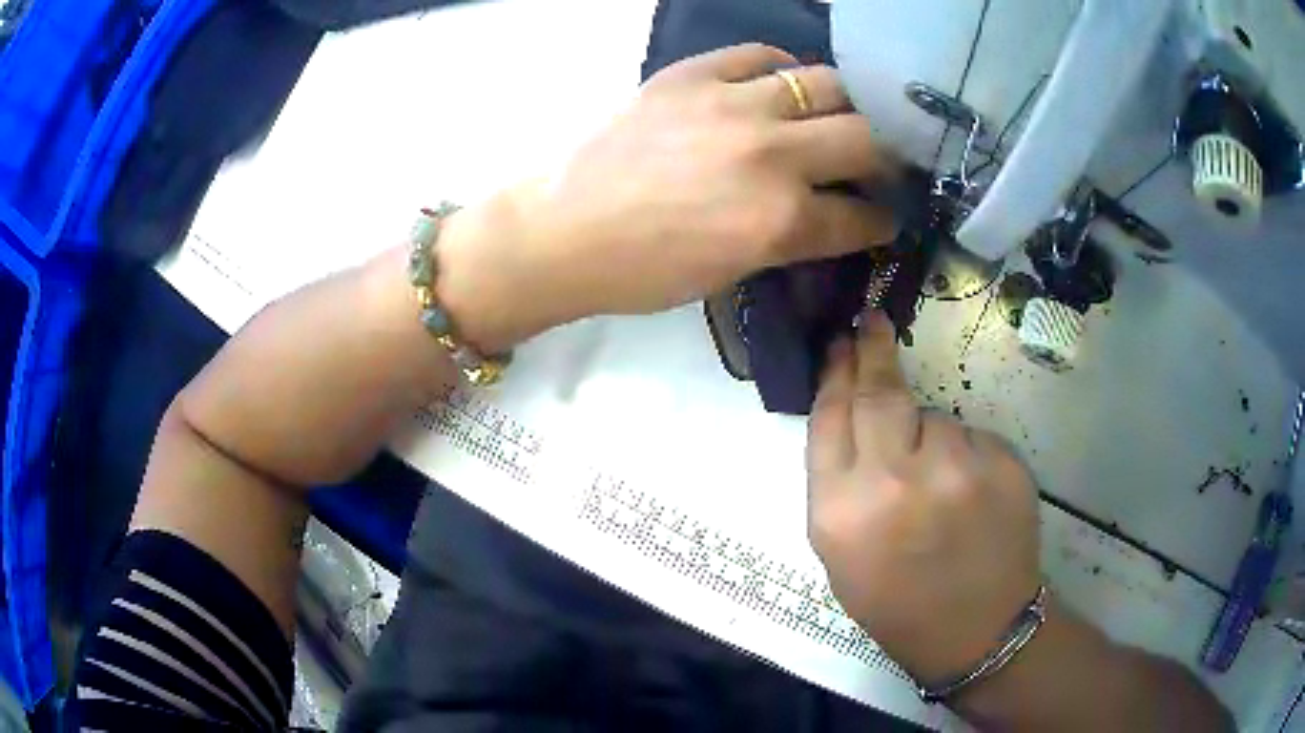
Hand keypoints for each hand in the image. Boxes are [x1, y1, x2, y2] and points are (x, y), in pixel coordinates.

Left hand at [437, 44, 896, 351]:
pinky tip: (779, 85)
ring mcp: (733, 104)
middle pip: (865, 139)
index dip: (882, 219)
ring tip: (832, 117)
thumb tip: (827, 216)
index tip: (885, 215)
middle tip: (875, 164)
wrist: (562, 231)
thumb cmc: (641, 272)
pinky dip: (781, 68)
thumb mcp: (730, 274)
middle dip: (884, 158)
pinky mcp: (693, 74)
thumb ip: (790, 238)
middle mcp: (772, 154)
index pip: (863, 216)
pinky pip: (760, 54)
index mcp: (781, 221)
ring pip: (826, 84)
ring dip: (843, 105)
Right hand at [806, 314, 1041, 684]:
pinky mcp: (1002, 462)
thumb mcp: (840, 551)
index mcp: (841, 512)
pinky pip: (971, 437)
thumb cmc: (896, 599)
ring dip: (929, 435)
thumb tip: (850, 407)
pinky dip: (964, 454)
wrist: (975, 629)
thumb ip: (837, 480)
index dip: (835, 373)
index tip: (841, 341)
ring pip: (934, 418)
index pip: (830, 417)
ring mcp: (956, 469)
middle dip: (873, 351)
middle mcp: (895, 482)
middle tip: (873, 323)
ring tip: (938, 485)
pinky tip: (968, 495)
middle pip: (879, 394)